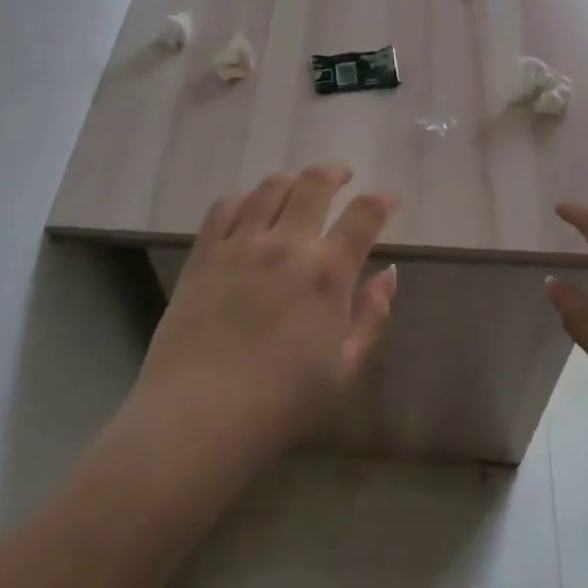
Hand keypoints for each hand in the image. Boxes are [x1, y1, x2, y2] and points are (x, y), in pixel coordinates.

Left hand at [130, 163, 399, 466]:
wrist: (199, 416)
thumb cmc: (281, 402)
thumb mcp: (343, 369)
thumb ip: (371, 316)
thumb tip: (389, 274)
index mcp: (327, 273)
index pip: (363, 216)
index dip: (381, 201)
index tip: (389, 198)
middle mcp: (286, 244)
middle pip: (315, 183)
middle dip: (335, 171)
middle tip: (343, 175)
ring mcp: (241, 244)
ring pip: (270, 186)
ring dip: (292, 178)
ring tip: (299, 185)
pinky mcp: (204, 253)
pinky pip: (226, 206)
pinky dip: (245, 196)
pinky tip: (250, 205)